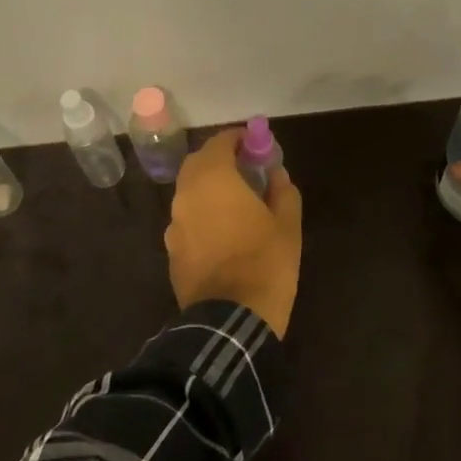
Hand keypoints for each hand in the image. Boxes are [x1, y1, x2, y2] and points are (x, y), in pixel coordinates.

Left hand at [165, 130, 304, 336]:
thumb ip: (283, 192)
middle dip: (220, 161)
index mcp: (213, 179)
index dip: (238, 139)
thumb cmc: (265, 264)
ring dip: (209, 189)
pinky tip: (223, 232)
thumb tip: (277, 175)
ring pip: (190, 193)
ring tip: (237, 202)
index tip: (255, 145)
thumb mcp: (288, 226)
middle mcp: (186, 195)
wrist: (230, 320)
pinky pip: (187, 220)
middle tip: (246, 170)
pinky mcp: (172, 250)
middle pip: (198, 164)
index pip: (219, 143)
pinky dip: (202, 215)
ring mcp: (174, 224)